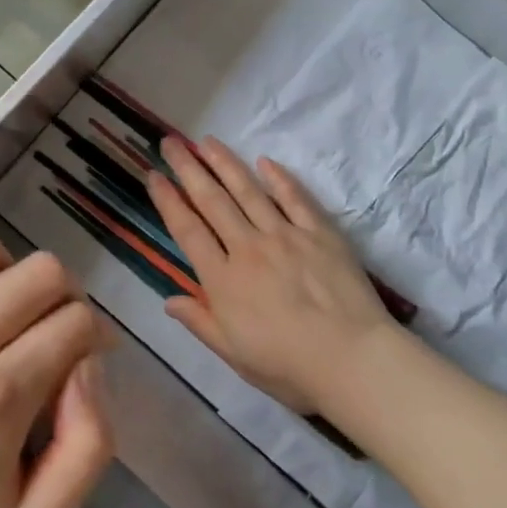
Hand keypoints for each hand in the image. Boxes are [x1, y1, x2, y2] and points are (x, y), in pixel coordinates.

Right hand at [145, 136, 399, 419]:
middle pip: (212, 201)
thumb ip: (200, 322)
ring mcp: (285, 235)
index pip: (188, 230)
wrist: (352, 359)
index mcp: (223, 280)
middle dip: (188, 169)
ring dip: (225, 163)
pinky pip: (295, 198)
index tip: (154, 175)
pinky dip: (278, 178)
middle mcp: (248, 248)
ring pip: (248, 191)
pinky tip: (264, 161)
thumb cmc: (288, 366)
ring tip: (207, 141)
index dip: (168, 200)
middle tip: (171, 143)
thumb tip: (168, 299)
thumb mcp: (233, 355)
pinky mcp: (319, 232)